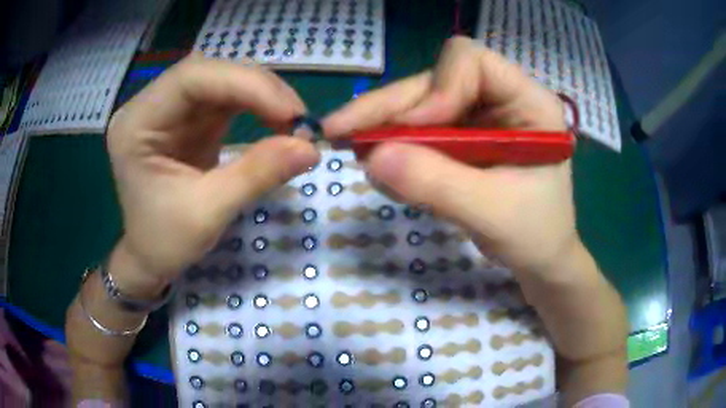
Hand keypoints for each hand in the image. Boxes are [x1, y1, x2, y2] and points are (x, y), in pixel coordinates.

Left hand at [106, 55, 318, 292]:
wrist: (151, 257)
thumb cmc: (165, 242)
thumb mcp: (208, 213)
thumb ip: (257, 175)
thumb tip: (311, 147)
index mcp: (136, 125)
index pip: (190, 78)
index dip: (244, 84)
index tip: (289, 112)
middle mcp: (148, 106)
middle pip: (208, 72)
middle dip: (256, 88)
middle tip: (296, 117)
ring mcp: (168, 109)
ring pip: (221, 79)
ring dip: (260, 94)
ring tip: (290, 120)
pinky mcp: (186, 118)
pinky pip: (225, 97)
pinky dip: (255, 104)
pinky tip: (273, 119)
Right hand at [323, 36, 576, 276]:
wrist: (540, 258)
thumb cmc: (534, 235)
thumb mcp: (492, 213)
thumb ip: (437, 184)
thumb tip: (372, 157)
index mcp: (528, 101)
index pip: (471, 61)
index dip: (436, 89)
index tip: (413, 132)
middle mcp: (502, 97)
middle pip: (435, 80)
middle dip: (390, 108)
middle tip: (339, 132)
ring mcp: (480, 116)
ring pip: (421, 103)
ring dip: (386, 127)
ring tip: (354, 152)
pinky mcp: (463, 137)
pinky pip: (421, 130)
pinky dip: (396, 147)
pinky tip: (380, 167)